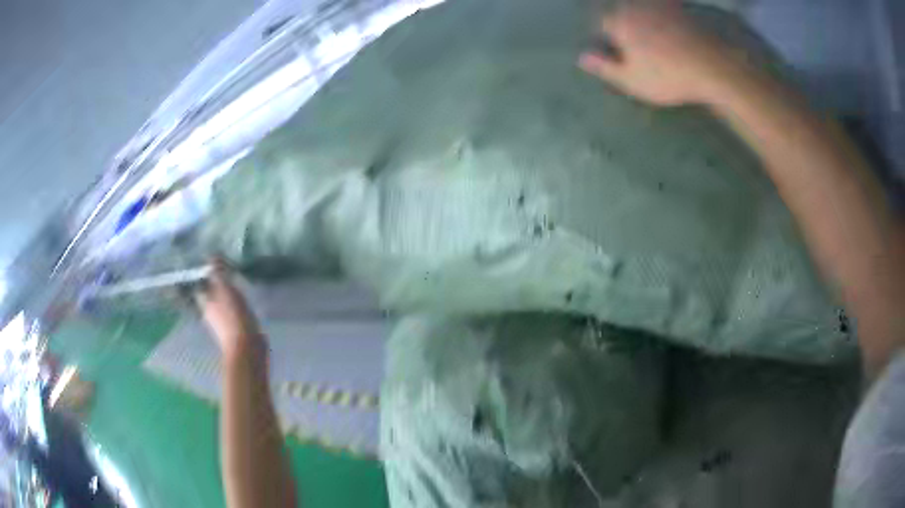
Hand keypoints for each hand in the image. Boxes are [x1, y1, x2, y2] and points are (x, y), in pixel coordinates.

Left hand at [196, 259, 260, 358]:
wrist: (247, 348)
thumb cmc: (234, 316)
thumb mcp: (226, 289)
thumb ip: (219, 272)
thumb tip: (212, 254)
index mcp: (205, 303)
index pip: (200, 288)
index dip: (203, 278)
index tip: (210, 269)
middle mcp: (211, 314)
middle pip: (209, 298)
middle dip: (214, 289)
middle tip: (224, 277)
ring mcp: (223, 326)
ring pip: (221, 307)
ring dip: (225, 299)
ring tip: (235, 289)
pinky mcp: (236, 333)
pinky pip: (233, 317)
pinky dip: (235, 310)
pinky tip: (243, 306)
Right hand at [578, 2, 737, 105]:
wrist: (711, 67)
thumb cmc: (668, 77)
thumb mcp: (632, 81)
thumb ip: (605, 67)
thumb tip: (581, 56)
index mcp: (618, 22)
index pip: (601, 24)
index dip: (604, 38)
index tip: (614, 52)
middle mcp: (633, 6)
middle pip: (619, 10)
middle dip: (620, 23)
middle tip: (633, 47)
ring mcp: (657, 4)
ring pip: (639, 6)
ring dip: (638, 15)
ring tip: (652, 43)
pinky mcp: (678, 7)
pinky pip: (665, 4)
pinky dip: (662, 8)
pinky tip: (667, 23)